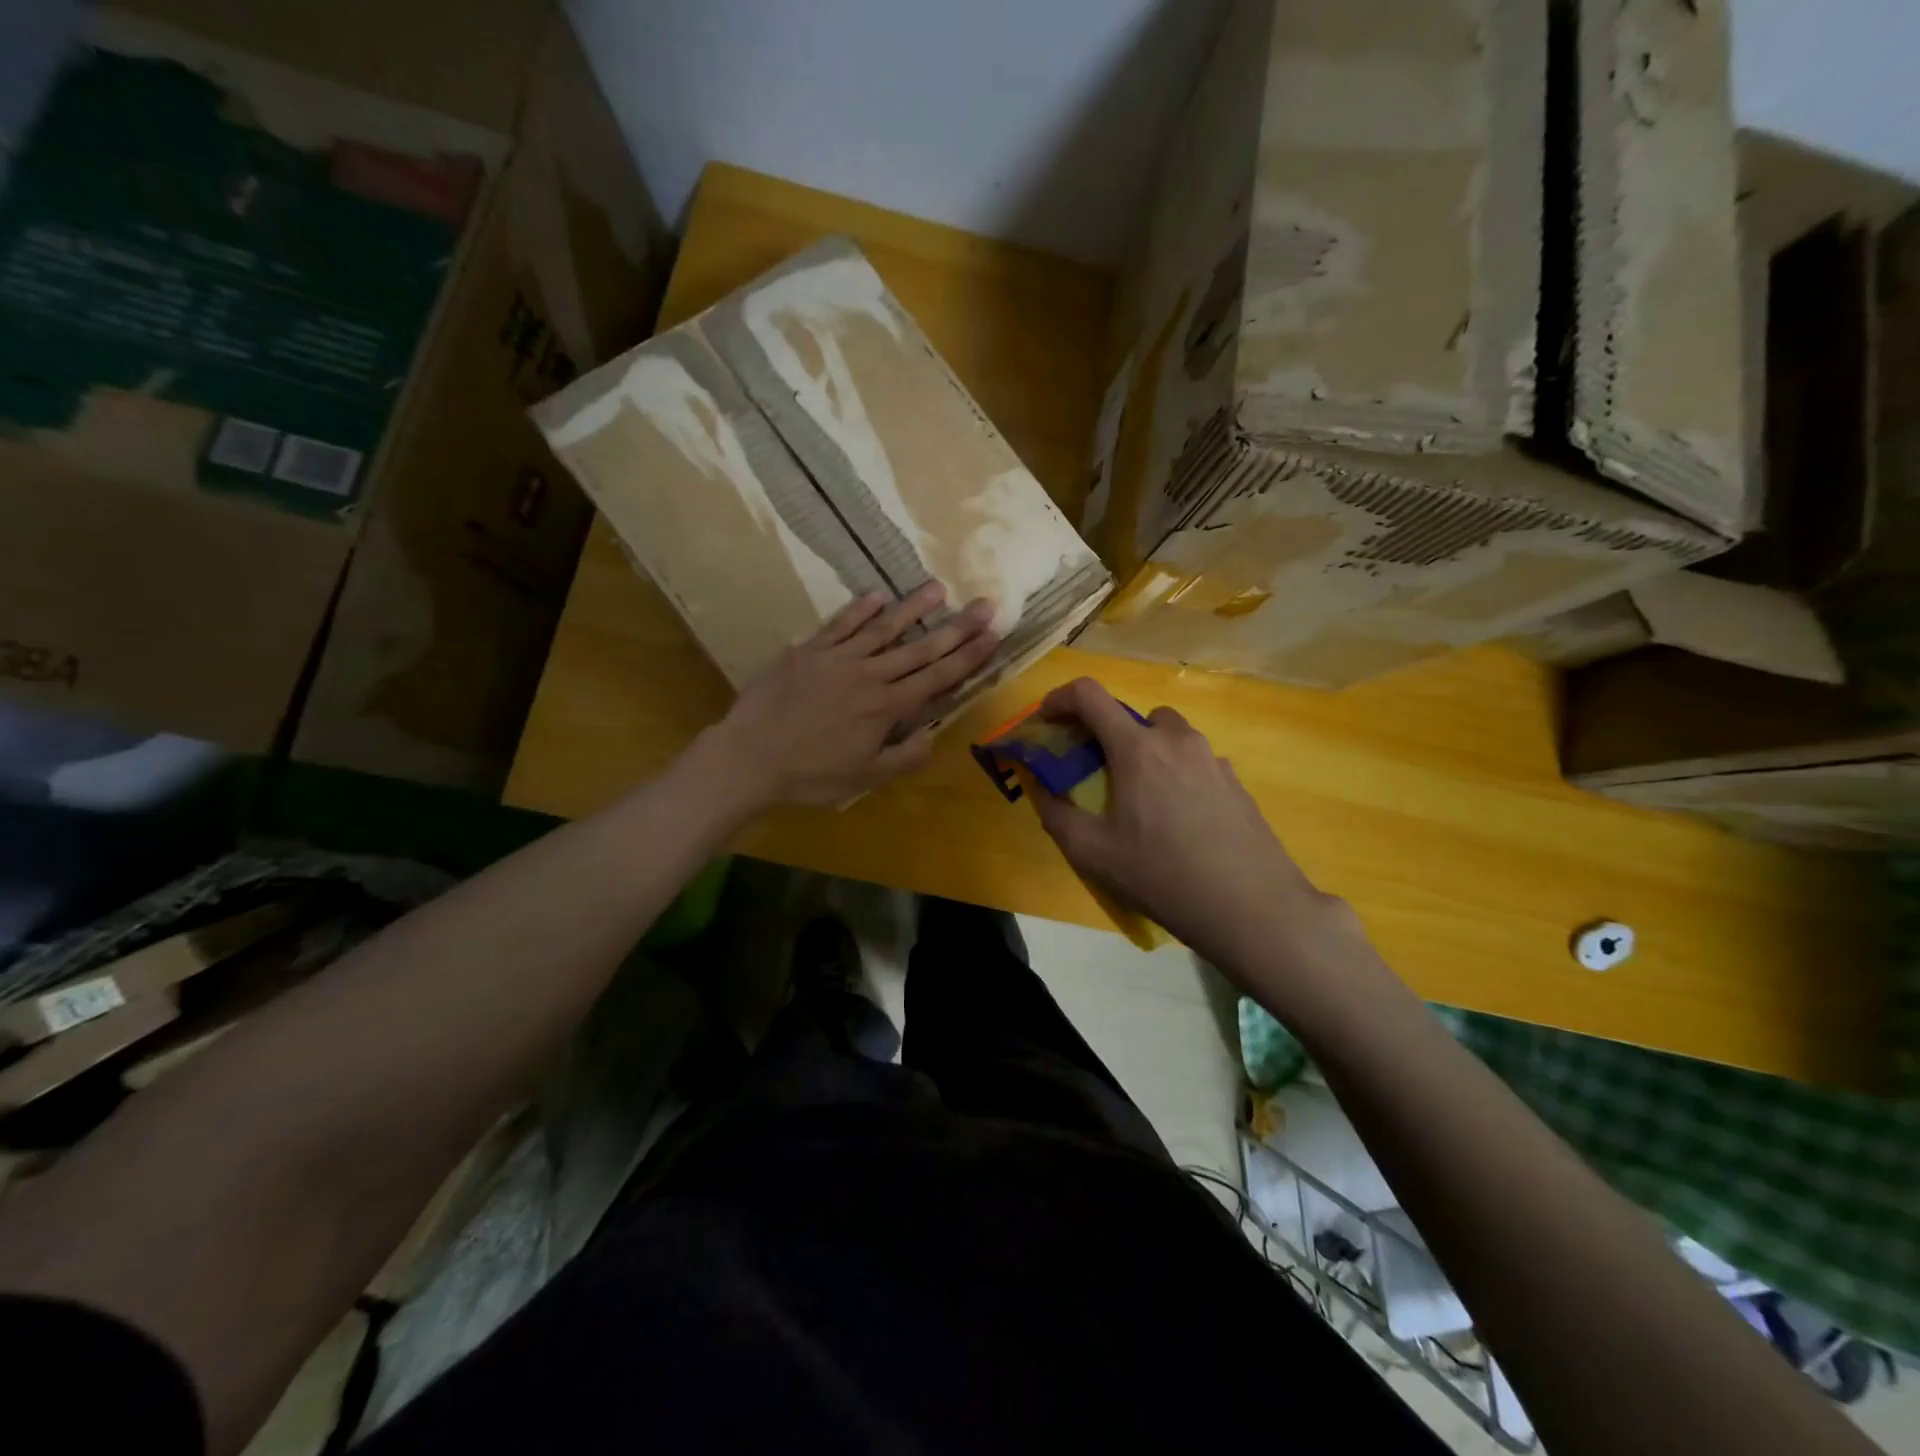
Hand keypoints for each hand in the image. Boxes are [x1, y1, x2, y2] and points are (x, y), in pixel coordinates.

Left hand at [703, 583, 997, 809]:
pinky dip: (859, 609)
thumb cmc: (810, 775)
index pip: (937, 678)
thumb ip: (903, 758)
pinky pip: (839, 625)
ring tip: (938, 588)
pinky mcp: (808, 651)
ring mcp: (837, 659)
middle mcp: (869, 675)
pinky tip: (877, 594)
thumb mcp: (864, 779)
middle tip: (984, 605)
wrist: (749, 757)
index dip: (968, 657)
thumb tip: (932, 737)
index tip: (992, 635)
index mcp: (886, 707)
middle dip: (956, 627)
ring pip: (883, 628)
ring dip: (913, 608)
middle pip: (920, 648)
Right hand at [1027, 678, 1356, 972]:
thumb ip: (1056, 813)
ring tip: (1139, 797)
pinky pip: (1194, 761)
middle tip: (1093, 771)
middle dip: (1103, 733)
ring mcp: (1212, 758)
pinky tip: (1178, 819)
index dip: (1059, 699)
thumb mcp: (1092, 853)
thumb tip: (1041, 787)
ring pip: (1167, 735)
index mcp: (1137, 748)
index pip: (1089, 695)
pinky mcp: (1236, 781)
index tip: (1047, 721)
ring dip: (1143, 749)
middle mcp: (1176, 739)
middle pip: (1130, 714)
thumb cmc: (1162, 876)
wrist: (1252, 908)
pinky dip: (1175, 772)